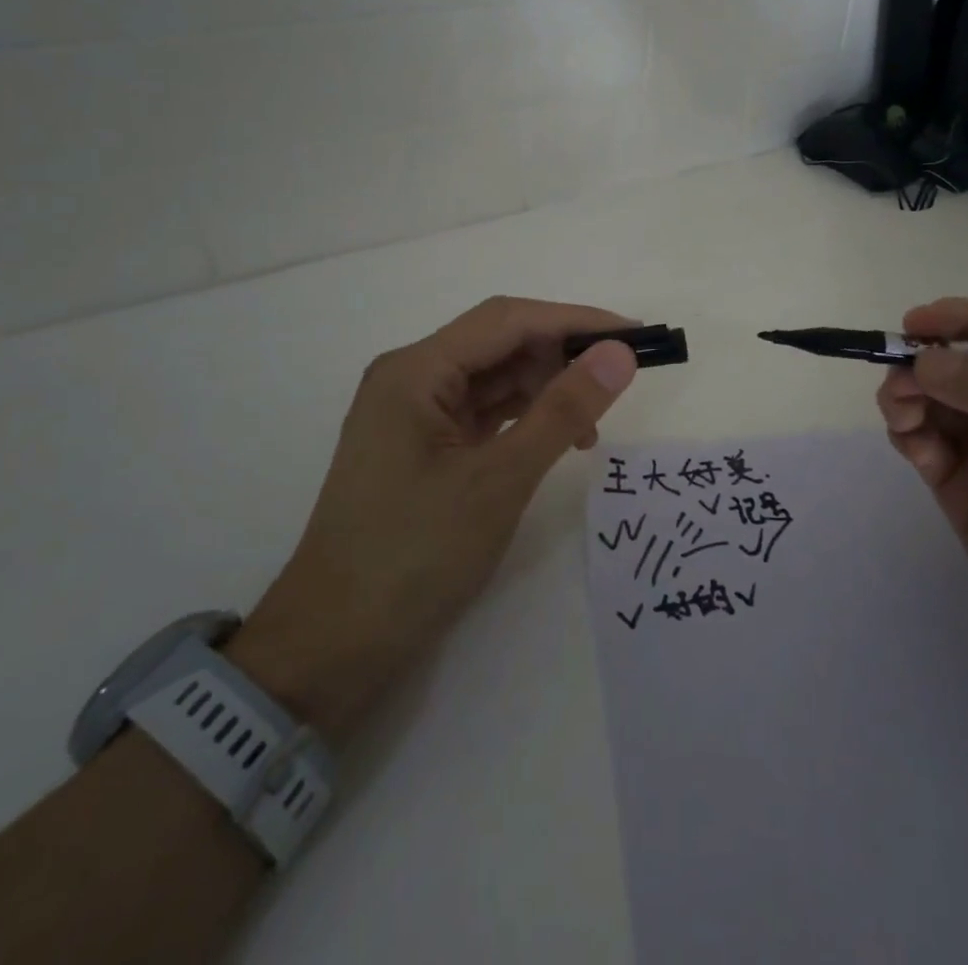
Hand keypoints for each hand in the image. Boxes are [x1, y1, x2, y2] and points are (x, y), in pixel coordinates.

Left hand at [230, 297, 638, 745]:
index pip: (509, 320)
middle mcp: (411, 379)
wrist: (332, 648)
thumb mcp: (499, 480)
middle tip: (619, 383)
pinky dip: (523, 420)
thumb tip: (620, 354)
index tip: (634, 335)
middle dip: (562, 357)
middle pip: (500, 344)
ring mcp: (413, 415)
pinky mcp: (422, 448)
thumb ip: (563, 410)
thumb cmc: (413, 556)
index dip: (576, 320)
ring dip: (545, 391)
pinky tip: (556, 440)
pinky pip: (483, 414)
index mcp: (416, 370)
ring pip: (494, 380)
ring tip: (592, 426)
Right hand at [876, 298, 967, 703]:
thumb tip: (924, 360)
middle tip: (898, 384)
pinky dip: (909, 437)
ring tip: (901, 418)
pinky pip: (925, 446)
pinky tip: (912, 448)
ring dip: (908, 398)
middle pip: (960, 365)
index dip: (961, 320)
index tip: (914, 324)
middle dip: (924, 364)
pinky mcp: (962, 492)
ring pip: (933, 403)